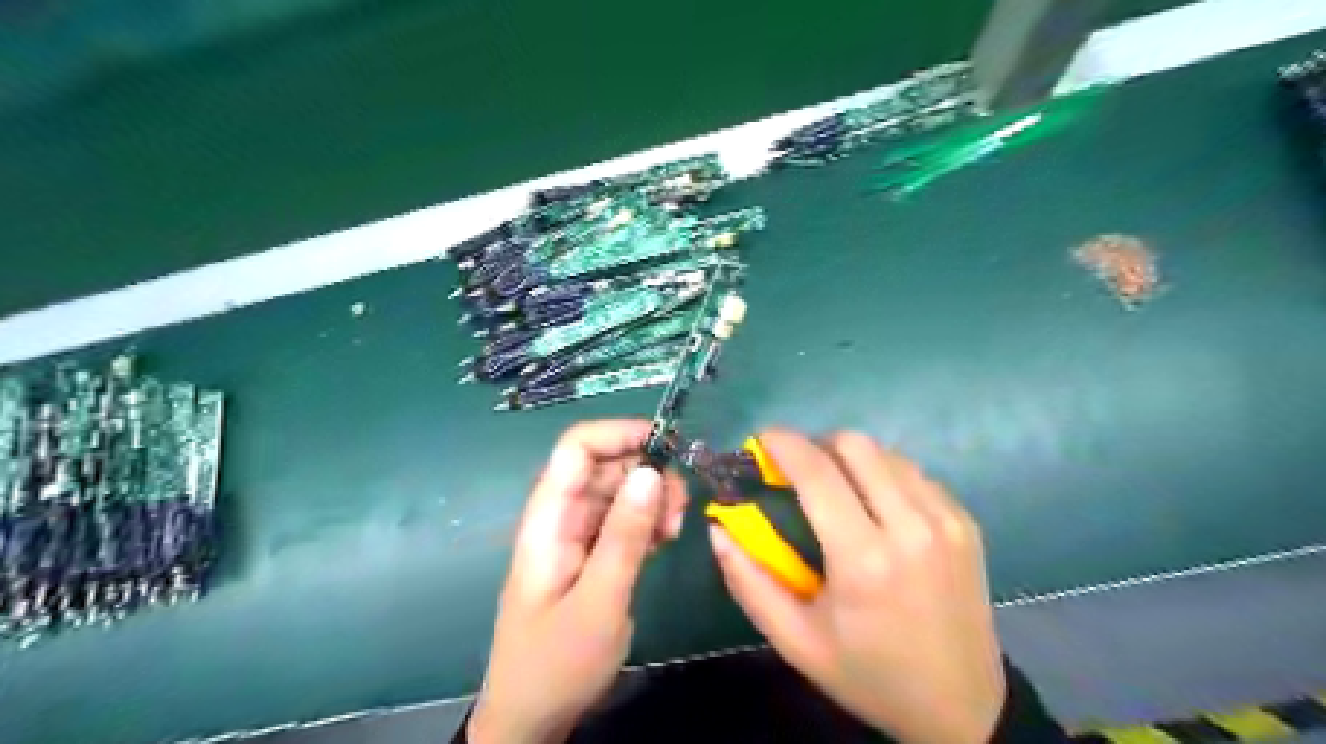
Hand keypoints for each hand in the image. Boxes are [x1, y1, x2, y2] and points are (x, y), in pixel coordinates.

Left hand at [472, 420, 688, 742]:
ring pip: (620, 491)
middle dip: (647, 471)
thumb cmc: (557, 662)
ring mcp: (578, 535)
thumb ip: (625, 535)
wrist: (533, 717)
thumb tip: (651, 471)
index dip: (619, 434)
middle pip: (605, 465)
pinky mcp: (594, 554)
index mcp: (548, 518)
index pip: (577, 448)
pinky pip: (625, 519)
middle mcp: (562, 516)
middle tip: (679, 505)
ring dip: (653, 498)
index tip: (668, 446)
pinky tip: (666, 539)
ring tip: (675, 528)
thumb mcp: (598, 600)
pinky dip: (649, 520)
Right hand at [717, 429, 1005, 743]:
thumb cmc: (869, 675)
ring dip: (851, 459)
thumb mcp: (795, 641)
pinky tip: (874, 506)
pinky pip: (914, 473)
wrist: (962, 707)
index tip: (762, 440)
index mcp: (864, 560)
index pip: (817, 472)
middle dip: (817, 445)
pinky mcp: (966, 522)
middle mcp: (911, 527)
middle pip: (856, 445)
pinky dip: (884, 474)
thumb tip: (718, 529)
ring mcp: (946, 521)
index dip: (783, 444)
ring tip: (835, 488)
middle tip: (798, 469)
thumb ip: (748, 581)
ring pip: (887, 453)